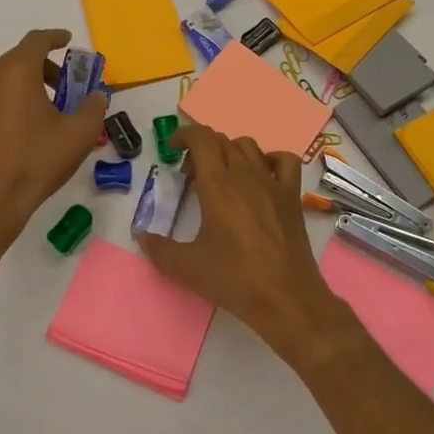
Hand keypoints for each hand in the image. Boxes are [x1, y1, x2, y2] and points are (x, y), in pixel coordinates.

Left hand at [0, 29, 107, 247]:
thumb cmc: (36, 161)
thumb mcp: (79, 134)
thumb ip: (94, 107)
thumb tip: (96, 97)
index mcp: (16, 73)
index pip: (36, 41)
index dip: (55, 37)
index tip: (68, 41)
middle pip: (20, 59)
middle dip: (46, 65)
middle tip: (67, 84)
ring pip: (6, 78)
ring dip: (30, 83)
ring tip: (51, 108)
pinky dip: (14, 99)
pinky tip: (29, 126)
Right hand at [137, 122, 340, 358]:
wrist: (286, 298)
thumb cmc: (235, 279)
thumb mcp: (187, 268)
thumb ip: (159, 249)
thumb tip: (141, 237)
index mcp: (218, 185)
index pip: (201, 138)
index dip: (184, 135)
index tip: (172, 149)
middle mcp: (245, 175)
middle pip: (222, 141)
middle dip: (201, 149)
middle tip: (190, 175)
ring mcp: (272, 183)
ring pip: (249, 146)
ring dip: (230, 152)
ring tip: (221, 176)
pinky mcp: (292, 196)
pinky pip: (284, 161)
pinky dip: (269, 160)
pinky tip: (261, 177)